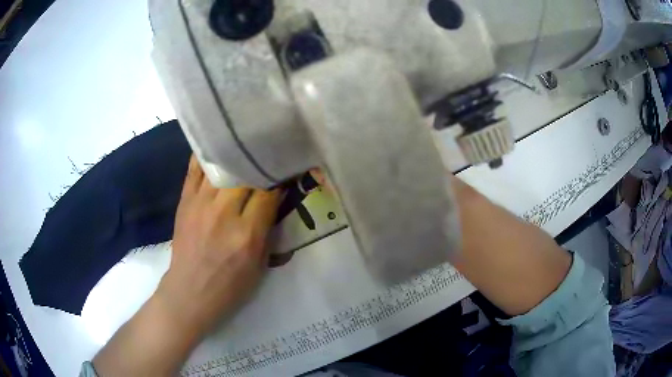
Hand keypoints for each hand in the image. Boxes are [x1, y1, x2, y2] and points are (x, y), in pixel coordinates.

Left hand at [157, 156, 282, 333]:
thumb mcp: (260, 264)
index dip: (279, 180)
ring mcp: (200, 203)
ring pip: (222, 166)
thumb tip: (277, 197)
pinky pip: (195, 167)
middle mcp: (223, 213)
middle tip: (269, 157)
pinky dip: (207, 155)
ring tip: (247, 146)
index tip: (286, 171)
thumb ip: (269, 229)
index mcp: (247, 234)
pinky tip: (217, 146)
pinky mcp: (185, 200)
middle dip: (260, 164)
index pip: (268, 192)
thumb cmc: (231, 285)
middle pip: (246, 174)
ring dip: (237, 156)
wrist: (190, 291)